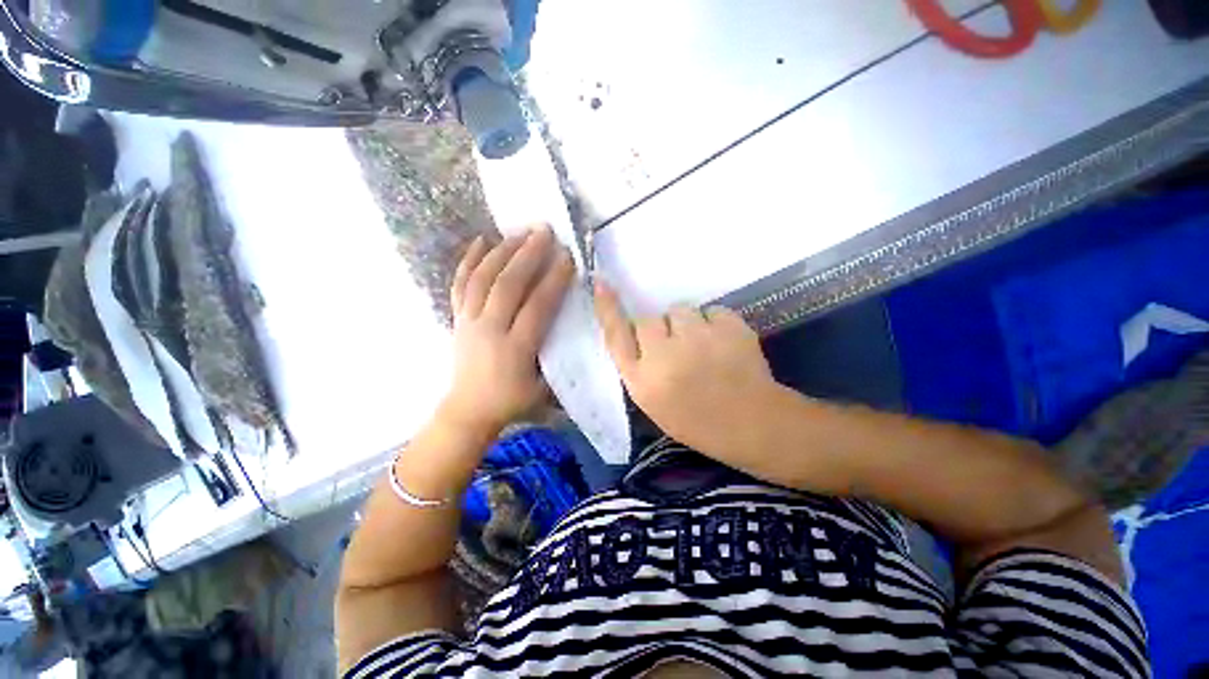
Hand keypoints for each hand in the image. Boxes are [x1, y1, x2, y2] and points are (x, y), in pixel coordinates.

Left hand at [442, 226, 574, 433]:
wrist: (469, 410)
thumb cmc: (512, 402)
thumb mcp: (543, 389)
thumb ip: (559, 359)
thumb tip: (577, 330)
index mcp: (515, 349)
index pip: (537, 307)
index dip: (553, 280)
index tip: (567, 257)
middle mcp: (489, 330)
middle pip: (508, 285)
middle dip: (528, 255)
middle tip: (545, 231)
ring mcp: (469, 322)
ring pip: (483, 279)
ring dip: (503, 252)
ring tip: (520, 232)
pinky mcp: (458, 318)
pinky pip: (460, 284)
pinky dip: (469, 261)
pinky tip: (481, 241)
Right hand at [593, 282, 780, 458]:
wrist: (751, 424)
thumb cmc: (696, 420)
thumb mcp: (653, 400)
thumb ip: (639, 365)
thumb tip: (637, 330)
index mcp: (642, 380)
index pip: (616, 335)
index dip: (607, 308)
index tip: (601, 283)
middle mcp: (663, 355)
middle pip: (649, 320)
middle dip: (660, 330)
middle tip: (678, 350)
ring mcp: (697, 338)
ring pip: (680, 310)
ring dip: (687, 324)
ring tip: (703, 347)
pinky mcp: (729, 326)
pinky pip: (711, 311)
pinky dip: (715, 324)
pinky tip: (724, 345)